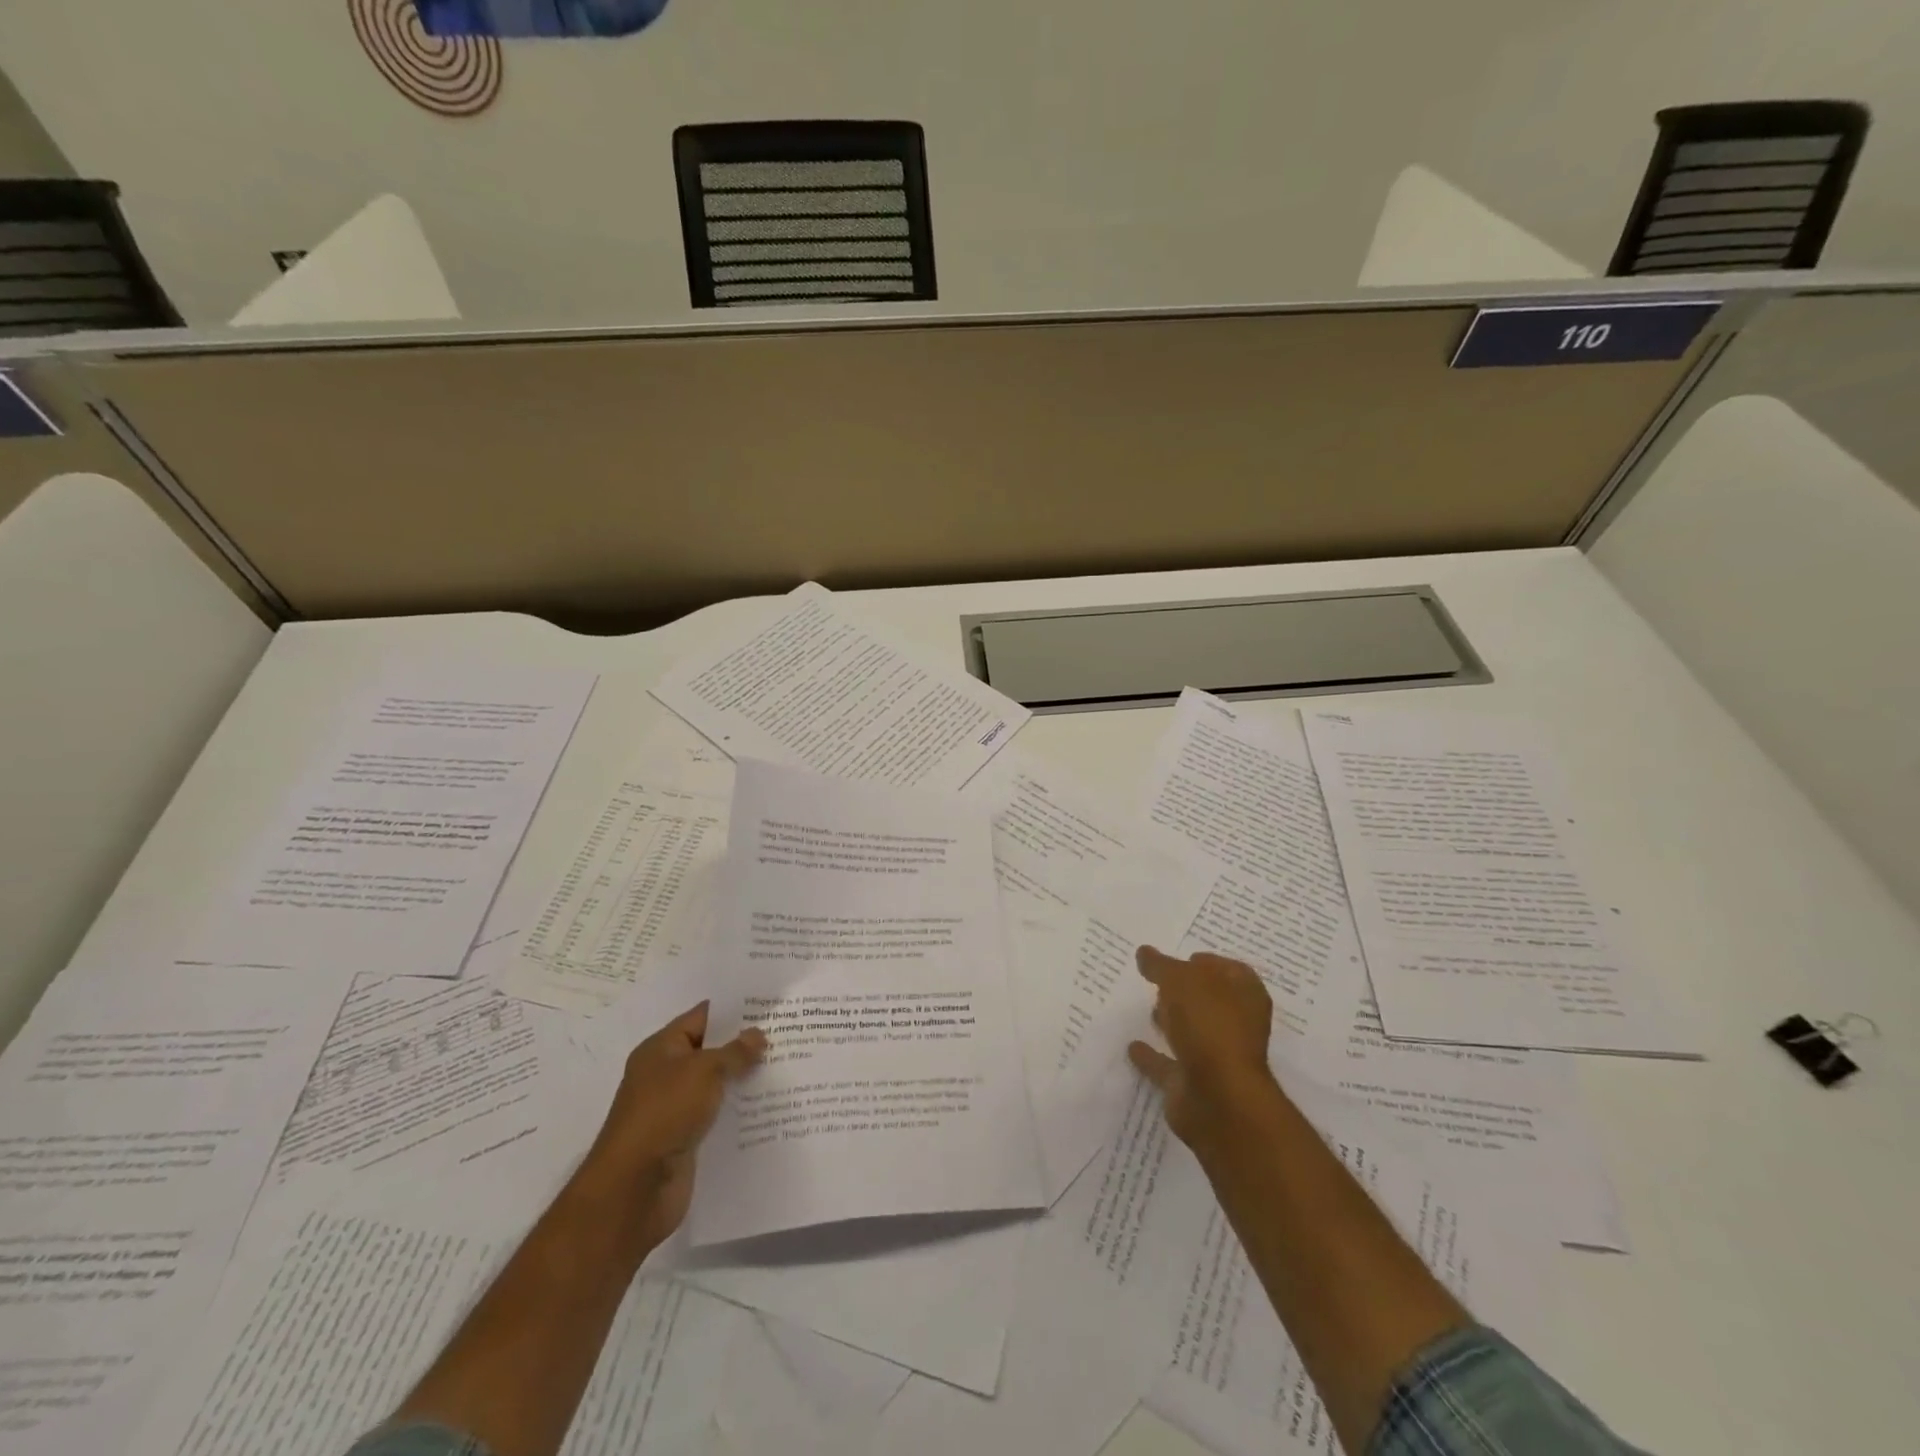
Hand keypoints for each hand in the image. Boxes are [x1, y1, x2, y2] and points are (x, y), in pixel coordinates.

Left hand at [579, 1002, 764, 1250]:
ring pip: (718, 1085)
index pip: (702, 1018)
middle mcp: (666, 1075)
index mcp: (661, 1050)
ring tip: (787, 1066)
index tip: (768, 1005)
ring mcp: (676, 1109)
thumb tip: (758, 1035)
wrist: (634, 1189)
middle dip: (745, 1044)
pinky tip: (771, 1106)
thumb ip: (734, 1052)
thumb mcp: (703, 1072)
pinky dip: (740, 1110)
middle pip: (711, 1051)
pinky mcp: (687, 1139)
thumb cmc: (664, 1114)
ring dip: (746, 1079)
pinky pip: (719, 1116)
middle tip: (786, 1034)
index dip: (734, 1010)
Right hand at [1128, 947, 1278, 1159]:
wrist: (1218, 1099)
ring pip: (1192, 1033)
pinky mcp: (1194, 1084)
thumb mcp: (1180, 980)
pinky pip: (1169, 1064)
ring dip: (1173, 1023)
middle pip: (1211, 1002)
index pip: (1230, 971)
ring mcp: (1216, 1057)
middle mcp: (1236, 1026)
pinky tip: (1132, 1046)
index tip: (1184, 957)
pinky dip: (1153, 1057)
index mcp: (1245, 995)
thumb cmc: (1209, 1026)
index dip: (1209, 962)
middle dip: (1188, 992)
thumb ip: (1161, 965)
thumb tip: (1145, 952)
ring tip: (1147, 1009)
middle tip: (1160, 981)